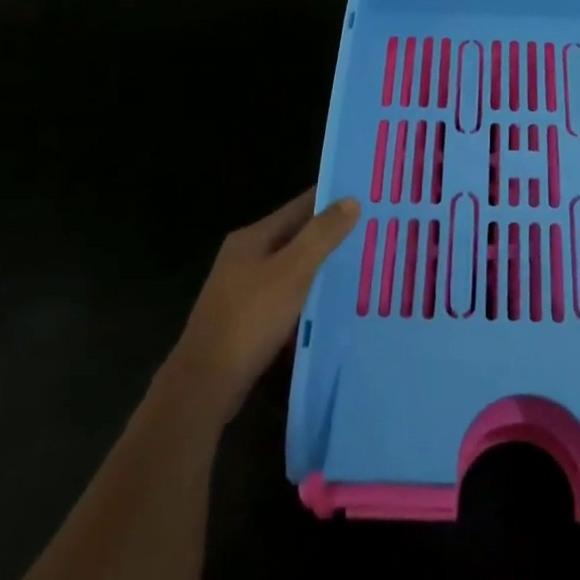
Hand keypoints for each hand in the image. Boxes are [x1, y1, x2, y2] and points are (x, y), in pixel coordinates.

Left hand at [160, 189, 360, 424]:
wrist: (205, 383)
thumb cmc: (250, 319)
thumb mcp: (292, 272)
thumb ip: (321, 236)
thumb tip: (350, 200)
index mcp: (252, 237)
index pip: (300, 206)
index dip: (332, 200)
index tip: (367, 197)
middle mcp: (245, 256)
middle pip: (296, 236)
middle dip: (331, 235)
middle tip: (374, 233)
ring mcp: (243, 288)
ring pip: (292, 268)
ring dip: (322, 267)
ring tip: (363, 267)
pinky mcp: (247, 317)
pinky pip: (286, 295)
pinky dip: (309, 295)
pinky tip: (333, 305)